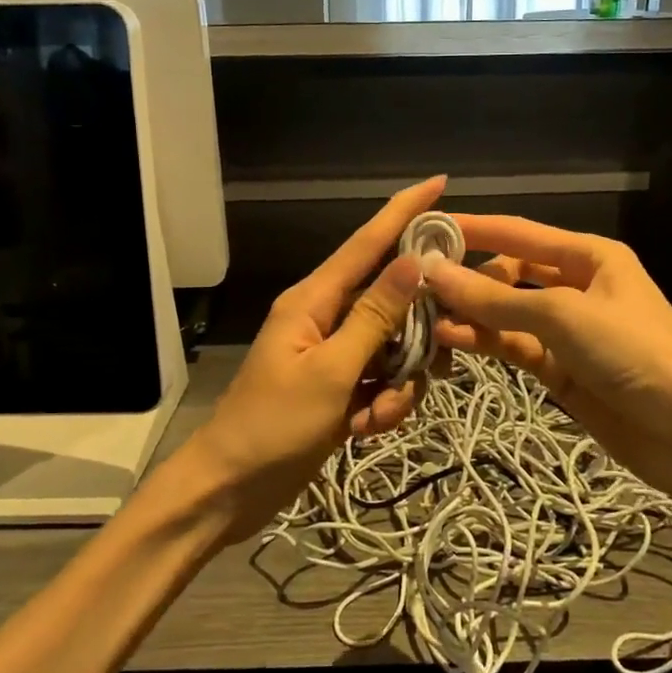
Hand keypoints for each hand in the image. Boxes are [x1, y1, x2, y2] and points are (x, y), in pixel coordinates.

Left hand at [179, 176, 445, 541]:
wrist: (231, 490)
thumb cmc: (273, 426)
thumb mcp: (331, 371)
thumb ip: (375, 316)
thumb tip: (413, 261)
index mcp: (314, 299)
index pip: (367, 242)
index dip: (404, 211)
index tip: (440, 182)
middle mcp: (327, 317)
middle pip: (393, 301)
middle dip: (418, 334)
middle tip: (439, 358)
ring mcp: (335, 353)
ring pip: (396, 346)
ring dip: (400, 383)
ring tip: (375, 416)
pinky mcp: (342, 386)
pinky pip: (384, 379)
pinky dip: (385, 404)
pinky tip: (365, 431)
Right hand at [426, 215, 671, 483]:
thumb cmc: (633, 353)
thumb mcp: (563, 316)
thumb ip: (495, 299)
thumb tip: (432, 273)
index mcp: (589, 256)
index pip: (519, 232)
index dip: (472, 228)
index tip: (424, 228)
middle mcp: (575, 285)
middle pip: (509, 272)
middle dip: (468, 277)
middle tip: (418, 285)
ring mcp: (566, 329)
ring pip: (506, 312)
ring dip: (470, 313)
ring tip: (426, 316)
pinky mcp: (558, 368)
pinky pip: (513, 345)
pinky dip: (484, 342)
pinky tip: (451, 339)